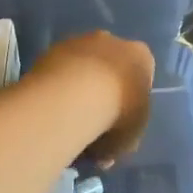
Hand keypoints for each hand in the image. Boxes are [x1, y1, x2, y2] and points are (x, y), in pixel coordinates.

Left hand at [32, 31, 154, 162]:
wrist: (75, 96)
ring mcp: (80, 41)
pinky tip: (52, 109)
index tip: (120, 123)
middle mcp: (112, 41)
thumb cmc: (117, 115)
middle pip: (110, 67)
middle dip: (103, 91)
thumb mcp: (130, 137)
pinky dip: (57, 86)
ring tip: (67, 120)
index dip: (131, 101)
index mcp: (140, 56)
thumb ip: (122, 139)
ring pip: (82, 66)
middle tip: (93, 123)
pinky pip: (59, 70)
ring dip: (77, 87)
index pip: (141, 75)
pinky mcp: (53, 48)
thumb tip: (107, 151)